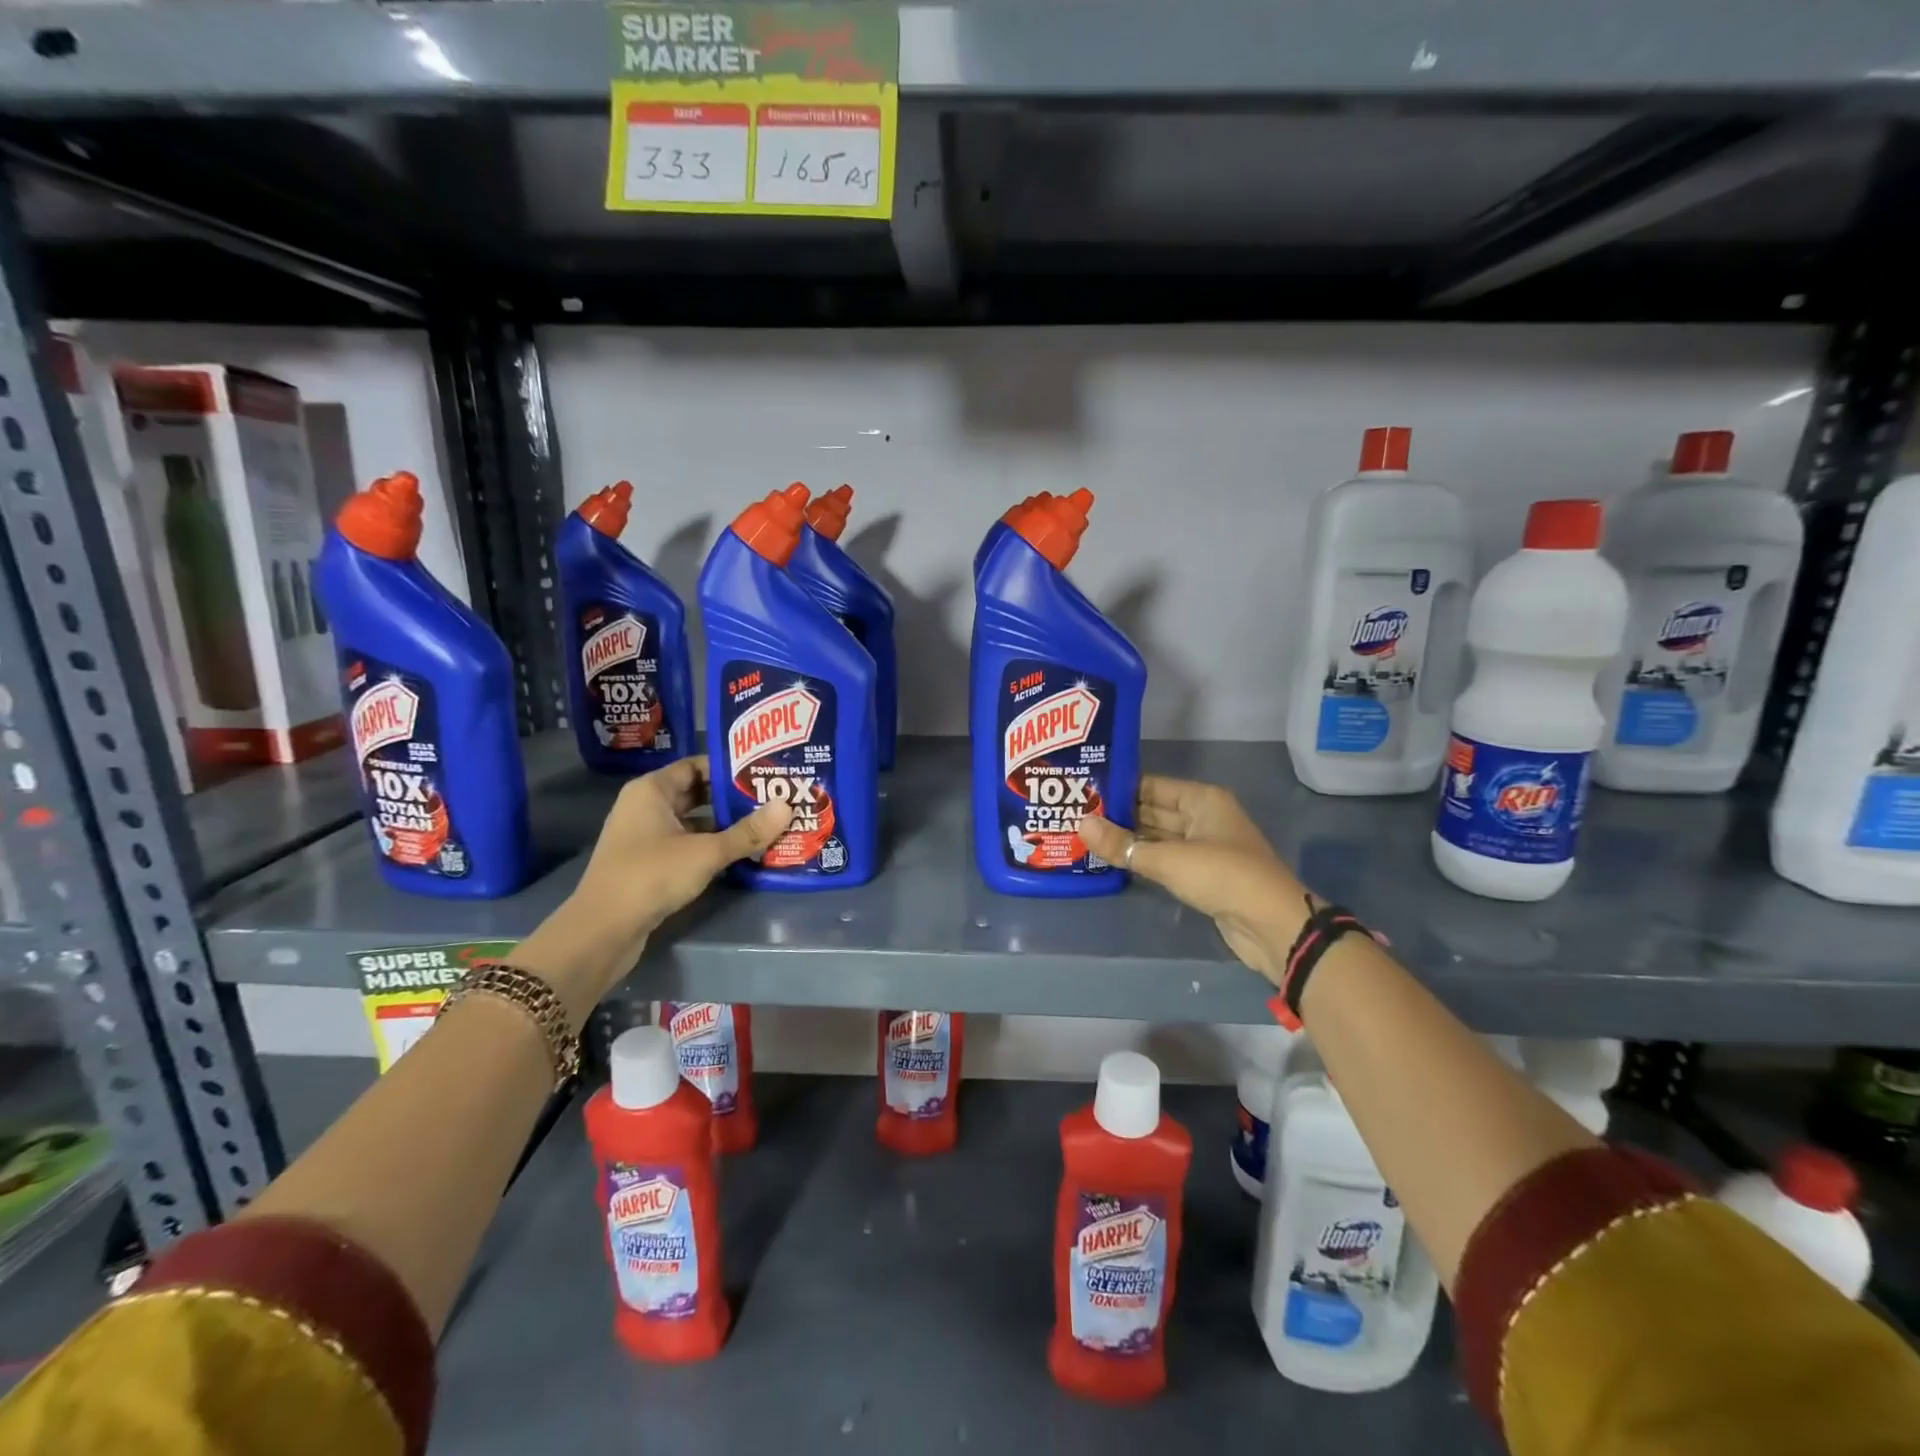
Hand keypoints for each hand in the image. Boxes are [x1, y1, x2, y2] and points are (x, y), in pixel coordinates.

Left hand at [577, 756, 791, 939]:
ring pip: (694, 821)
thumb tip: (787, 805)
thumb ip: (747, 831)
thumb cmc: (651, 875)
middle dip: (733, 798)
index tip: (764, 773)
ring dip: (725, 824)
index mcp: (652, 790)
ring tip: (766, 825)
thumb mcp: (706, 852)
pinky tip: (742, 853)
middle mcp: (646, 807)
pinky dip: (711, 846)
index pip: (696, 765)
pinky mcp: (649, 863)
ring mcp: (646, 837)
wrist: (603, 930)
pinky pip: (687, 844)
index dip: (729, 768)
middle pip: (697, 793)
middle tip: (772, 799)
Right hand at [1078, 776, 1308, 986]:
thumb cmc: (1222, 876)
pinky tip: (1110, 862)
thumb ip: (1123, 845)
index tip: (1082, 792)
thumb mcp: (1168, 859)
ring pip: (1156, 837)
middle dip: (1118, 815)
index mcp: (1201, 800)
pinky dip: (1141, 861)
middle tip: (1074, 816)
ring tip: (1084, 838)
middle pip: (1152, 811)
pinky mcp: (1201, 876)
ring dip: (1127, 840)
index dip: (1118, 788)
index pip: (1151, 785)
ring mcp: (1203, 848)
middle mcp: (1202, 818)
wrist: (1271, 925)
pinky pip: (1164, 860)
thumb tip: (1081, 825)